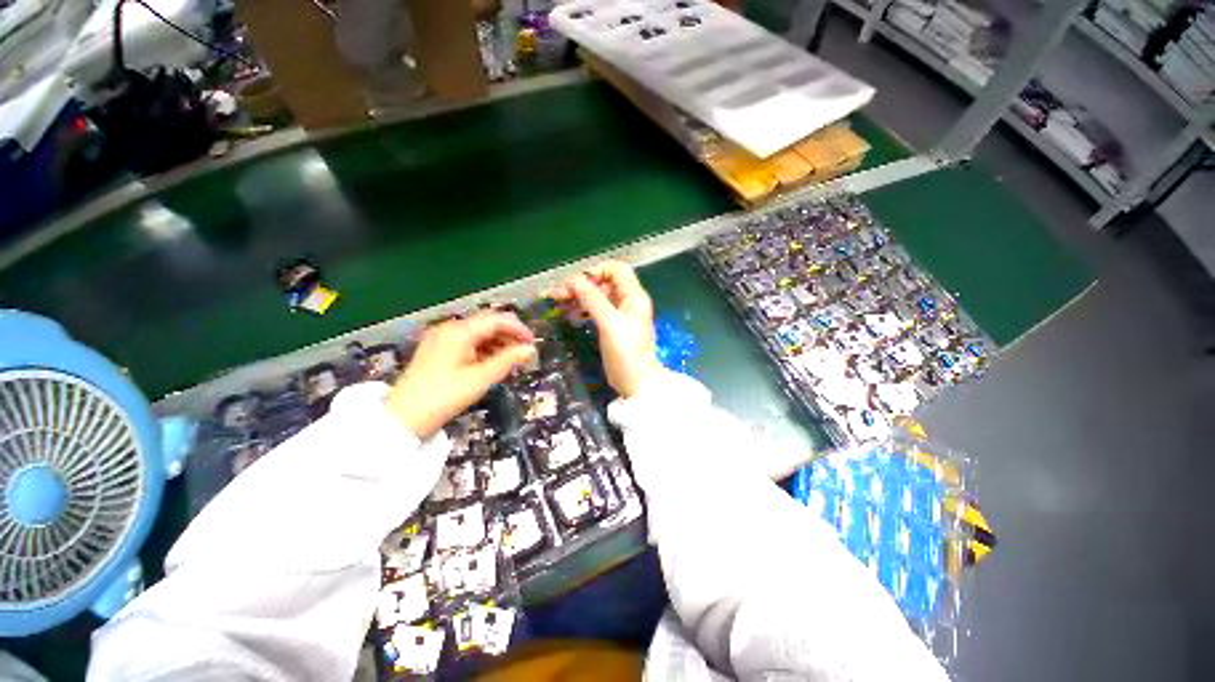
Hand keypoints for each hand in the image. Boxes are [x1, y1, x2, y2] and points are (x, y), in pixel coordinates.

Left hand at [386, 311, 535, 438]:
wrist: (404, 418)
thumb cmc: (445, 396)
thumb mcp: (481, 378)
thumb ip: (508, 360)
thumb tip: (530, 349)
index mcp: (459, 331)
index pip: (496, 319)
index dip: (518, 328)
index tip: (533, 343)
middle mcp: (450, 329)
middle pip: (487, 324)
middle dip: (509, 336)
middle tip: (525, 353)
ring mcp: (442, 339)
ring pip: (478, 334)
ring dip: (498, 343)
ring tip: (512, 360)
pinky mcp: (438, 351)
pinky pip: (468, 343)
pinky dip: (484, 350)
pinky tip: (493, 363)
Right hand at [553, 261, 662, 397]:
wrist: (637, 383)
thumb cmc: (627, 353)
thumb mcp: (609, 323)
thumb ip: (593, 299)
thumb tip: (574, 280)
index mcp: (634, 296)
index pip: (616, 269)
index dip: (596, 271)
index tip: (576, 284)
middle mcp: (628, 301)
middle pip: (604, 281)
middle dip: (582, 284)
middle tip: (559, 295)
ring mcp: (621, 314)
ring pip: (599, 295)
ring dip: (580, 296)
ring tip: (560, 303)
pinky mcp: (613, 326)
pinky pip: (597, 309)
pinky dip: (584, 308)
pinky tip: (571, 313)